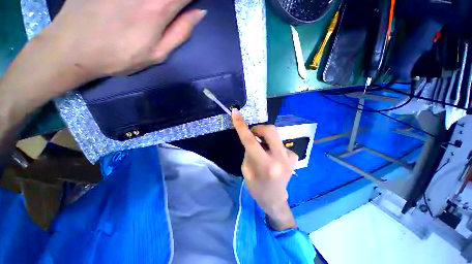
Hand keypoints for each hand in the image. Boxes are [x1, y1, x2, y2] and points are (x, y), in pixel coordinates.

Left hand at [45, 0, 205, 78]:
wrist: (73, 48)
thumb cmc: (120, 56)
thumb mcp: (157, 54)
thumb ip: (181, 32)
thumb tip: (199, 12)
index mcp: (159, 7)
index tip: (190, 4)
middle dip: (174, 1)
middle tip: (169, 10)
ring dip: (157, 1)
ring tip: (150, 12)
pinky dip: (139, 1)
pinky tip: (132, 8)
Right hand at [232, 109, 298, 229]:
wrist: (275, 199)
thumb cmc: (257, 187)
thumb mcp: (246, 170)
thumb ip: (249, 151)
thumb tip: (252, 137)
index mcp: (265, 166)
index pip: (251, 140)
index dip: (241, 125)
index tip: (236, 113)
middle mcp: (280, 158)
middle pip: (270, 130)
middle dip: (259, 128)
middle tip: (252, 135)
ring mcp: (290, 156)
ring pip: (275, 135)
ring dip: (265, 138)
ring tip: (262, 149)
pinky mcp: (294, 155)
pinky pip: (279, 143)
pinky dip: (271, 145)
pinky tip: (271, 155)